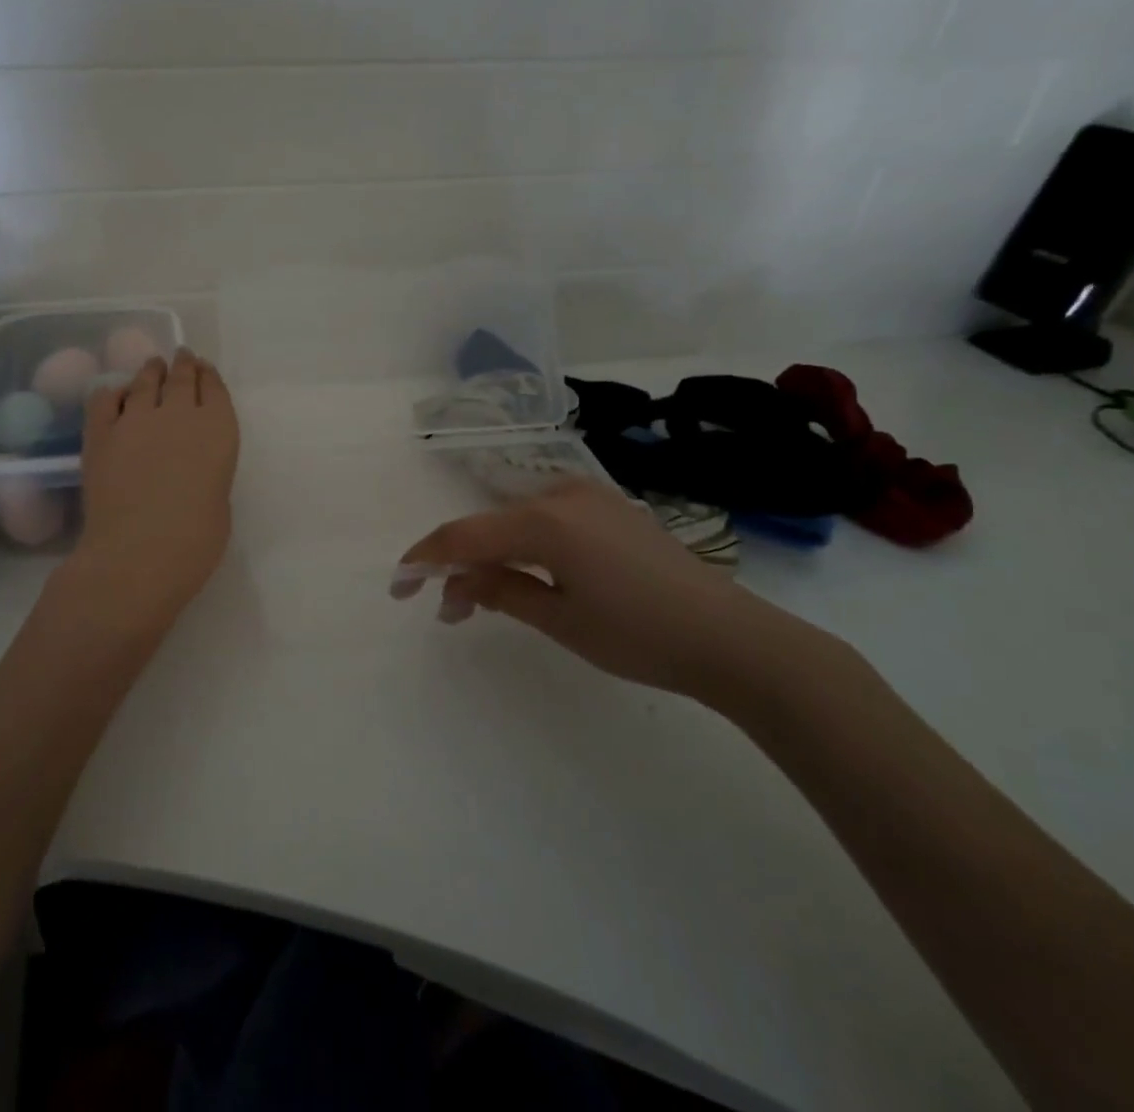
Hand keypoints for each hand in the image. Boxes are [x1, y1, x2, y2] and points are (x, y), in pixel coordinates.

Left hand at [72, 349, 239, 625]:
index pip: (215, 389)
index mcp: (218, 430)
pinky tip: (115, 393)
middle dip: (183, 365)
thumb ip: (208, 472)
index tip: (204, 369)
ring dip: (151, 371)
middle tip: (182, 357)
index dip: (209, 377)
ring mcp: (136, 419)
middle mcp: (179, 414)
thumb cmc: (194, 542)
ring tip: (152, 366)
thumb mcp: (218, 501)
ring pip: (144, 381)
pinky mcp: (100, 433)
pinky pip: (105, 399)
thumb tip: (191, 465)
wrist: (137, 554)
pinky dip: (113, 392)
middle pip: (182, 377)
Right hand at [396, 478, 803, 700]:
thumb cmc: (641, 635)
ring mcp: (590, 497)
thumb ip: (499, 591)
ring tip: (485, 598)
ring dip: (494, 556)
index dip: (425, 559)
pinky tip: (528, 575)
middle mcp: (561, 494)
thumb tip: (455, 582)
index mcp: (544, 520)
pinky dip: (526, 546)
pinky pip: (549, 520)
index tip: (399, 585)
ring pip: (517, 521)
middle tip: (447, 609)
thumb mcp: (560, 620)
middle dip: (460, 564)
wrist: (735, 639)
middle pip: (489, 525)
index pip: (464, 535)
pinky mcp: (612, 509)